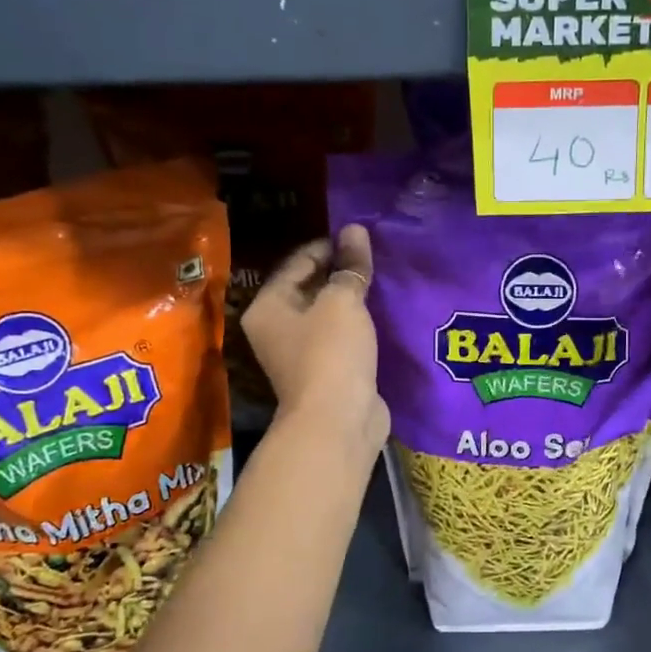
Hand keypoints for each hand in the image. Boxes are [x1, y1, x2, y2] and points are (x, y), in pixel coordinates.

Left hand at [242, 226, 388, 454]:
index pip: (297, 263)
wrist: (338, 422)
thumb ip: (350, 266)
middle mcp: (277, 329)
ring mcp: (300, 353)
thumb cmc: (331, 353)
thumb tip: (355, 229)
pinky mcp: (326, 371)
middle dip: (341, 272)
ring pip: (328, 314)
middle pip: (310, 288)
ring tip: (383, 281)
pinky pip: (342, 337)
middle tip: (375, 257)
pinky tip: (382, 313)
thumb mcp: (342, 301)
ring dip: (352, 299)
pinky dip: (358, 324)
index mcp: (268, 307)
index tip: (360, 237)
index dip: (328, 246)